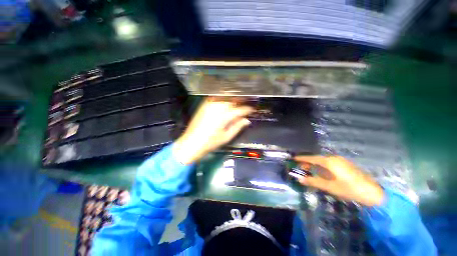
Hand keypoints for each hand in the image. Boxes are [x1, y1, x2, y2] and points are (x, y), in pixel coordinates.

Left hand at [173, 98, 253, 164]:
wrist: (192, 142)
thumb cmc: (210, 142)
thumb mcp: (226, 137)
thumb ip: (237, 127)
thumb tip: (247, 120)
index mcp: (224, 116)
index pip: (240, 110)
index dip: (248, 109)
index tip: (252, 110)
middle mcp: (218, 107)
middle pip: (233, 99)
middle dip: (241, 101)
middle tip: (246, 104)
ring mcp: (210, 104)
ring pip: (225, 96)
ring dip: (233, 97)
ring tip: (238, 101)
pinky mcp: (204, 104)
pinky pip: (216, 97)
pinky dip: (223, 97)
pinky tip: (226, 101)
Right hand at [294, 155, 384, 206]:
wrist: (373, 193)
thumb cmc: (350, 189)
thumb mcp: (330, 187)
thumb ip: (313, 181)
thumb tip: (299, 179)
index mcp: (329, 162)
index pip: (312, 158)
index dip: (302, 158)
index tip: (293, 158)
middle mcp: (334, 158)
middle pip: (317, 159)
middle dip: (308, 162)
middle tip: (300, 166)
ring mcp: (341, 161)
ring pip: (323, 161)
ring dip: (315, 165)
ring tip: (309, 169)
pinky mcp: (346, 165)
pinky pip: (330, 163)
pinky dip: (322, 166)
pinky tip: (321, 172)